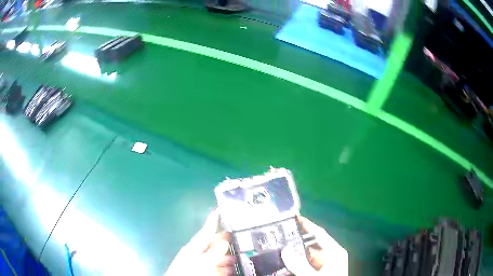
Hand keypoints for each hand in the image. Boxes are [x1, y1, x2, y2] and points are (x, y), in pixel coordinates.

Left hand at [165, 209, 236, 275]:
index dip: (213, 220)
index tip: (220, 210)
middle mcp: (197, 253)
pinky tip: (232, 269)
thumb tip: (225, 241)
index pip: (206, 231)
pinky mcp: (203, 271)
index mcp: (194, 247)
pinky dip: (224, 267)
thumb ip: (214, 251)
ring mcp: (199, 263)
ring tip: (238, 257)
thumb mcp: (203, 261)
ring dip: (227, 256)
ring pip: (215, 257)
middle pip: (212, 244)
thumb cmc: (190, 272)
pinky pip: (216, 267)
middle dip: (225, 241)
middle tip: (238, 237)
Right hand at [281, 216, 347, 275]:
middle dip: (295, 240)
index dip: (307, 225)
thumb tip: (285, 250)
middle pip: (310, 244)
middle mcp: (329, 255)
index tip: (293, 217)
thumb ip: (300, 265)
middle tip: (278, 235)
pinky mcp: (318, 271)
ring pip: (306, 255)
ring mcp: (323, 264)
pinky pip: (305, 263)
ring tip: (277, 247)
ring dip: (293, 252)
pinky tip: (283, 262)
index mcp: (334, 252)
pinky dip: (295, 262)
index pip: (319, 234)